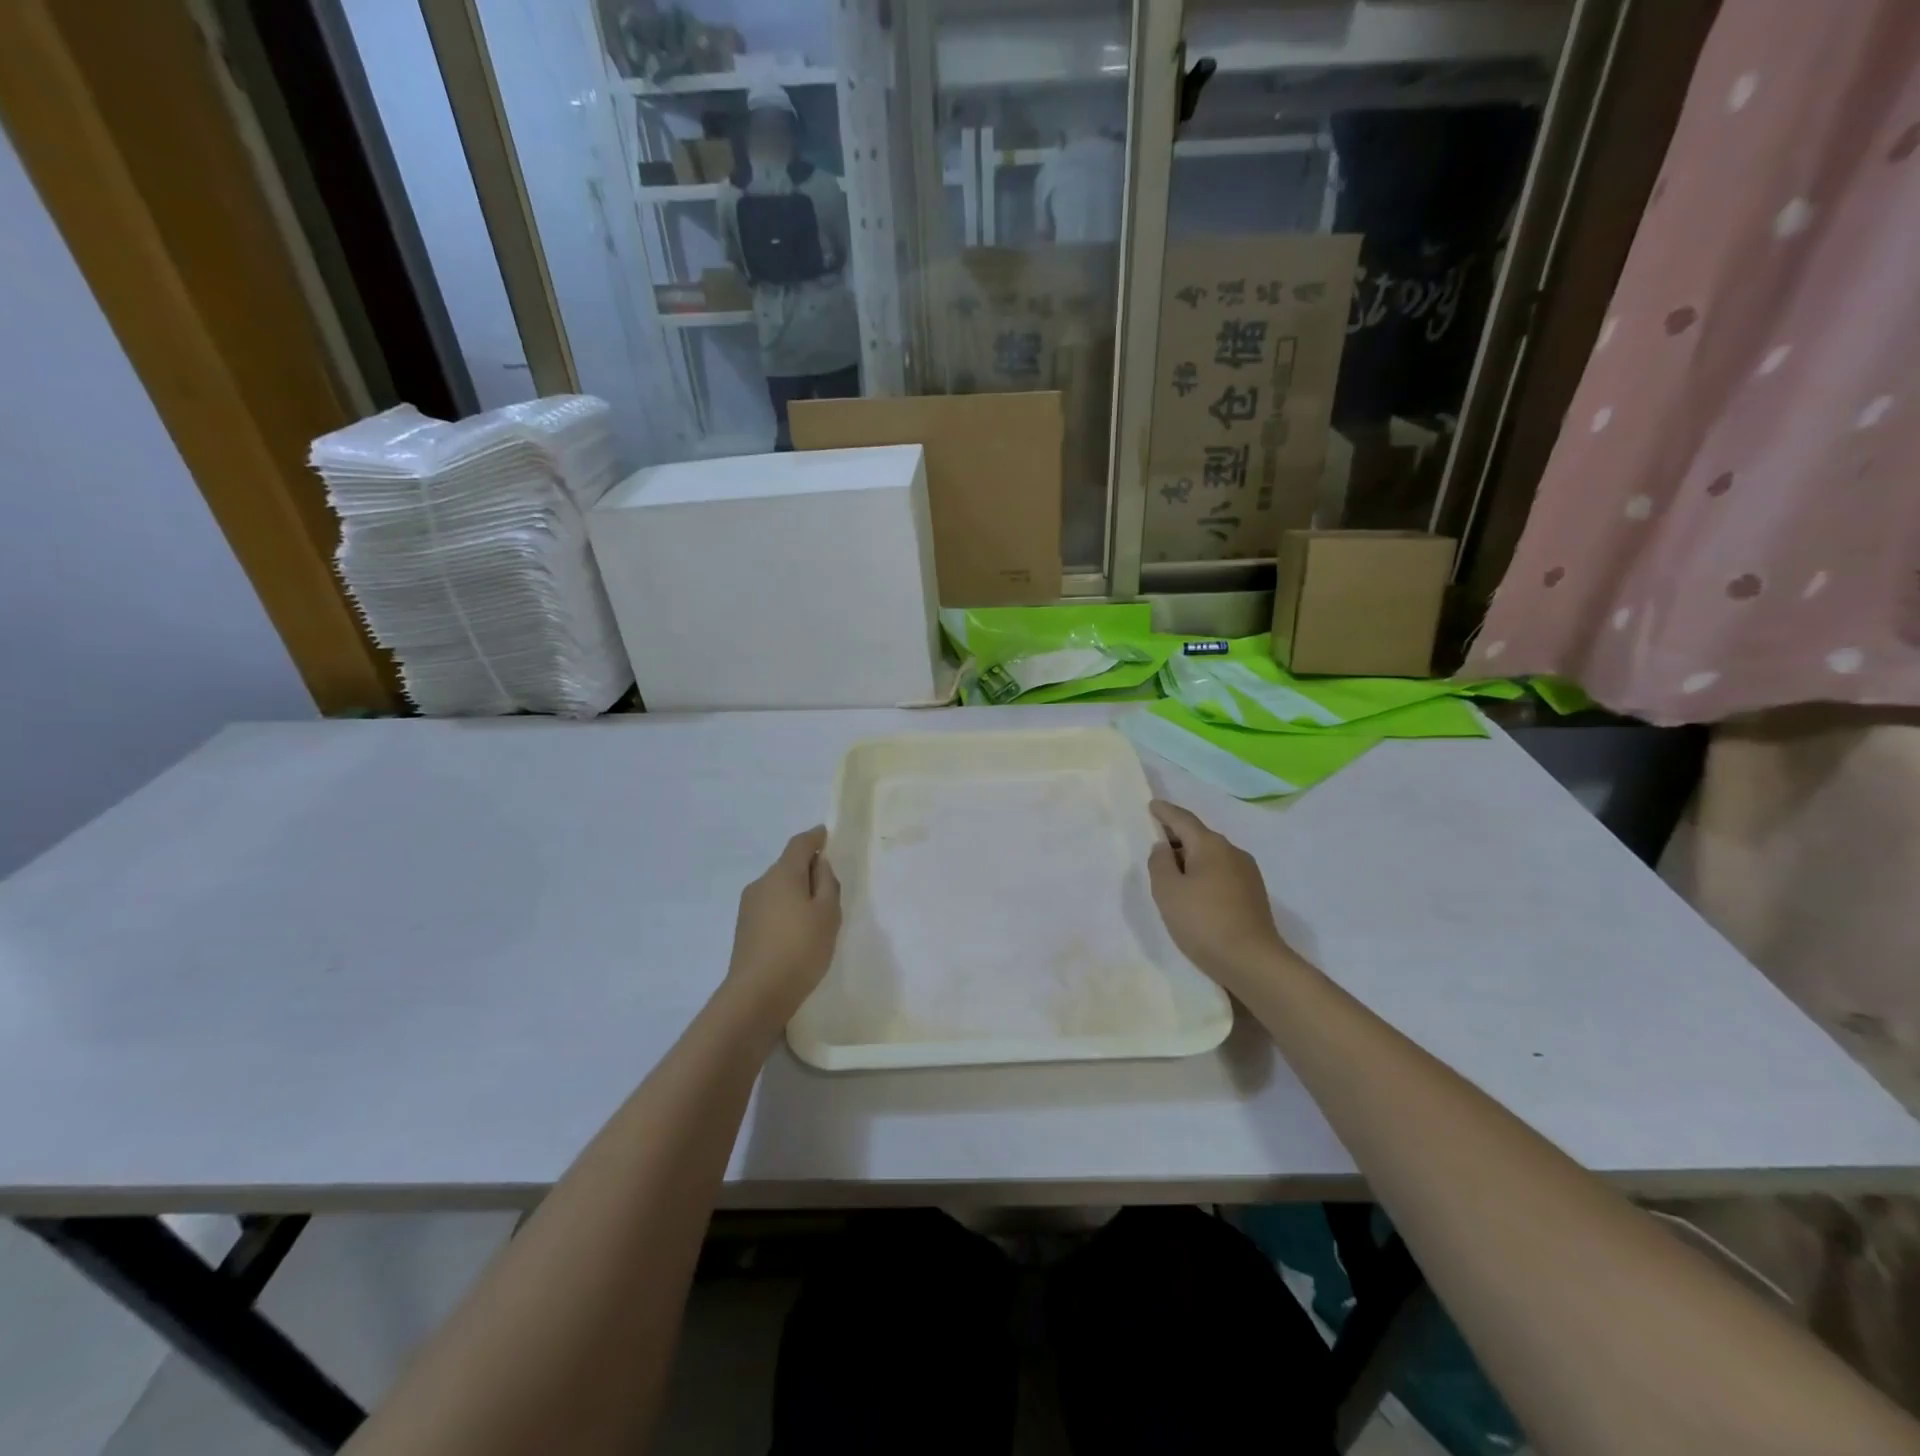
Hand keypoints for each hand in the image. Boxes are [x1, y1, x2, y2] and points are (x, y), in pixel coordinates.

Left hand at [724, 826, 841, 1028]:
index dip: (815, 837)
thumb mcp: (828, 914)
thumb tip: (819, 864)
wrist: (757, 994)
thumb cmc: (800, 949)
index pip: (799, 844)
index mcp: (782, 874)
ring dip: (796, 891)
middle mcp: (761, 884)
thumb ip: (827, 883)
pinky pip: (771, 906)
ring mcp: (748, 907)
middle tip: (830, 886)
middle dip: (808, 868)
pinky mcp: (744, 929)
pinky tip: (797, 931)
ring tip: (816, 915)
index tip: (826, 834)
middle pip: (787, 866)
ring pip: (778, 888)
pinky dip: (786, 909)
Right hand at [1147, 800, 1293, 994]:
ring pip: (1212, 856)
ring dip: (1192, 859)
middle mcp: (1232, 851)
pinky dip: (1205, 874)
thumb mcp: (1168, 891)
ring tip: (1173, 873)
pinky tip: (1196, 893)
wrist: (1253, 961)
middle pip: (1200, 836)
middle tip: (1156, 844)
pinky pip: (1223, 873)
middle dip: (1178, 837)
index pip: (1183, 819)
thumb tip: (1164, 848)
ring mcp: (1248, 873)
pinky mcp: (1254, 894)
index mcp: (1210, 845)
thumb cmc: (1203, 922)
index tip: (1153, 805)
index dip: (1165, 812)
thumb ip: (1159, 863)